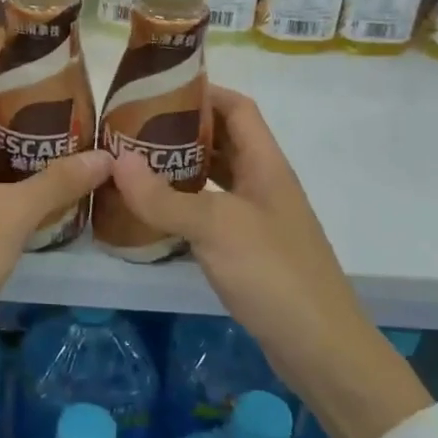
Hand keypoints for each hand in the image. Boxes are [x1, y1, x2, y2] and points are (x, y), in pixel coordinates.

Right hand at [108, 85, 431, 437]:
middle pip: (223, 140)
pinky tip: (153, 213)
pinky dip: (183, 206)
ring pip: (215, 178)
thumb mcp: (215, 228)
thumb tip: (116, 160)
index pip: (238, 108)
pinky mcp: (248, 250)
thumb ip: (164, 196)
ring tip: (134, 164)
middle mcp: (263, 184)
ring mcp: (257, 218)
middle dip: (181, 130)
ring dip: (180, 168)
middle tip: (133, 129)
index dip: (204, 92)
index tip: (157, 90)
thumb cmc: (274, 273)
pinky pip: (211, 213)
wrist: (320, 347)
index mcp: (266, 165)